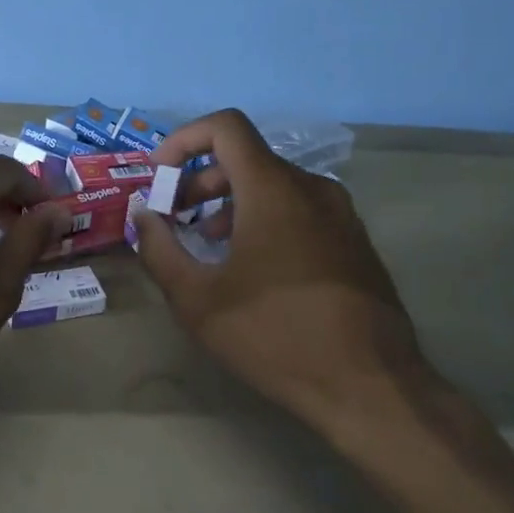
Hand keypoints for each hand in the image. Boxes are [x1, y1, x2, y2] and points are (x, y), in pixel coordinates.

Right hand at [130, 110, 430, 438]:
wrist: (368, 385)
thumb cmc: (274, 336)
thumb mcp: (197, 299)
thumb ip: (160, 249)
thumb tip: (144, 216)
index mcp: (274, 189)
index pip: (226, 127)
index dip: (184, 140)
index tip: (160, 175)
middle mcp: (312, 188)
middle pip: (247, 158)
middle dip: (201, 180)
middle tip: (174, 218)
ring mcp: (341, 214)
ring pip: (275, 185)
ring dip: (231, 203)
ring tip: (207, 245)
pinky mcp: (354, 241)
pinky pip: (300, 210)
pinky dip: (265, 219)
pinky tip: (252, 267)